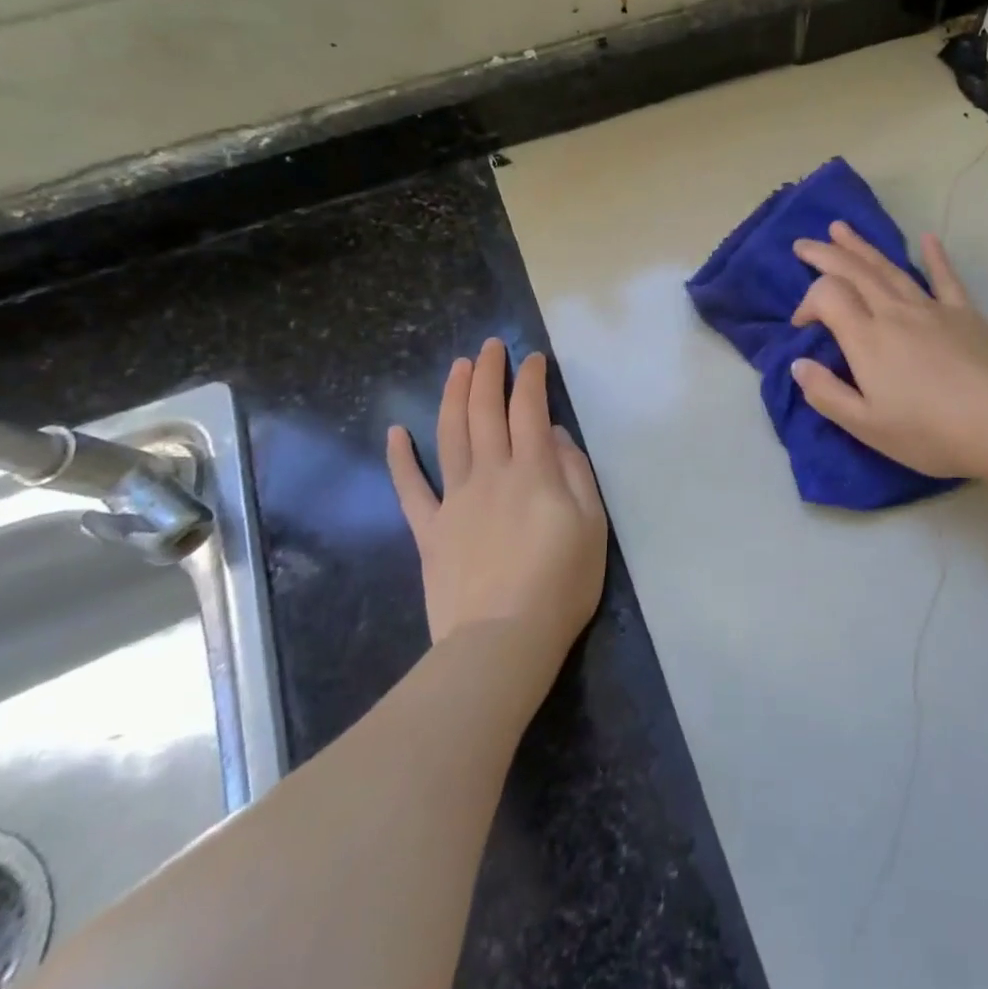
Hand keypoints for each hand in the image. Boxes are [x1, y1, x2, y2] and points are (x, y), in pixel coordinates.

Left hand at [386, 339, 607, 669]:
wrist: (502, 641)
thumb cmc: (560, 584)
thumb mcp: (592, 525)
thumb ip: (575, 473)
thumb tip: (555, 436)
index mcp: (533, 471)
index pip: (529, 410)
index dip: (530, 379)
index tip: (533, 358)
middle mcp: (491, 474)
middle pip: (484, 412)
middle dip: (488, 373)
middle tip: (491, 347)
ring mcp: (455, 500)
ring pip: (449, 436)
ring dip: (452, 396)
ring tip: (457, 367)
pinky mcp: (430, 531)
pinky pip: (410, 489)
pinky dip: (400, 459)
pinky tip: (396, 432)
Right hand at [791, 223, 987, 480]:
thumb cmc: (930, 432)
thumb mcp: (867, 426)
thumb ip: (826, 394)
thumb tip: (798, 364)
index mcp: (867, 338)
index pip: (828, 296)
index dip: (808, 302)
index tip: (802, 325)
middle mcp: (895, 313)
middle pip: (854, 272)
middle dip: (825, 255)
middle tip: (803, 243)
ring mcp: (932, 309)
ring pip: (890, 269)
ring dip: (862, 247)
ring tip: (841, 228)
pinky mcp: (964, 313)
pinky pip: (945, 278)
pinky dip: (934, 256)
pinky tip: (927, 238)